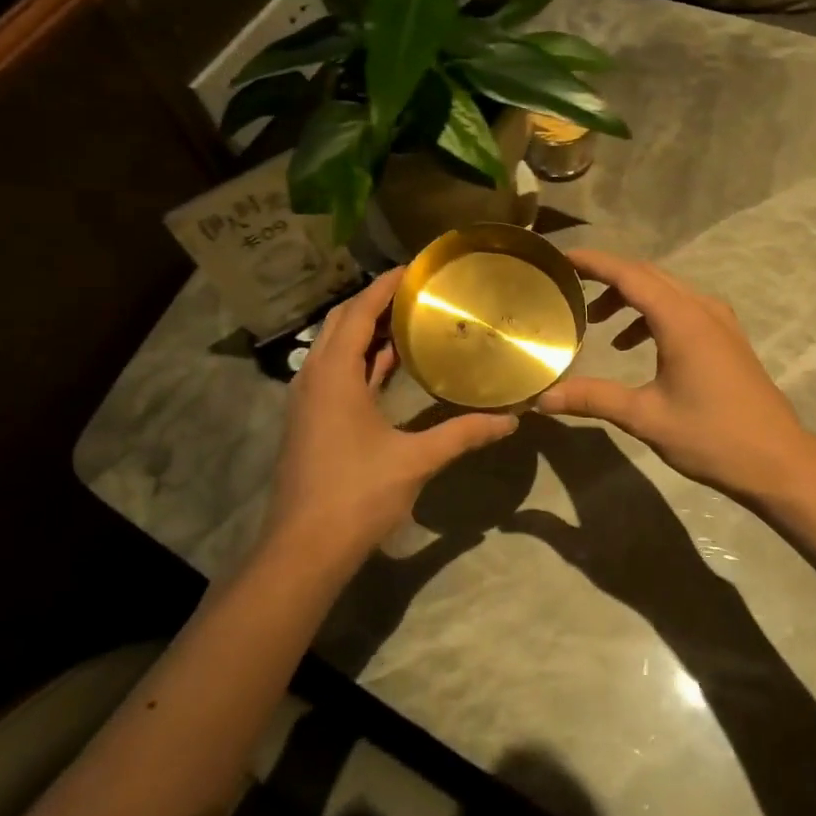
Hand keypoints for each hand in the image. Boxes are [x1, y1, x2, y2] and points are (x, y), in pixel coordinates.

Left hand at [259, 269, 518, 574]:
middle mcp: (313, 377)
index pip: (358, 312)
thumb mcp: (415, 461)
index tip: (414, 267)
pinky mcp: (309, 421)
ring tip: (408, 319)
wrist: (304, 548)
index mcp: (334, 375)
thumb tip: (511, 420)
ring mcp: (307, 400)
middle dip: (374, 302)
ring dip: (366, 331)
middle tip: (417, 292)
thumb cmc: (356, 495)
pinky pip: (334, 373)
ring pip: (334, 348)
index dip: (384, 285)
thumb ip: (463, 434)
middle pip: (341, 323)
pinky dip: (360, 360)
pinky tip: (389, 365)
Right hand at [535, 249, 815, 502]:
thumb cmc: (711, 436)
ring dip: (630, 298)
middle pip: (648, 276)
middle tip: (569, 286)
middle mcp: (702, 309)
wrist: (778, 461)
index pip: (629, 275)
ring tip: (597, 322)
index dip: (594, 262)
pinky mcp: (727, 339)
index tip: (561, 258)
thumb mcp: (646, 417)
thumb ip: (593, 399)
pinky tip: (635, 345)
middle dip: (607, 277)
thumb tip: (542, 399)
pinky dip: (652, 315)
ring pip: (666, 292)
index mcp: (682, 320)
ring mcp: (720, 322)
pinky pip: (682, 309)